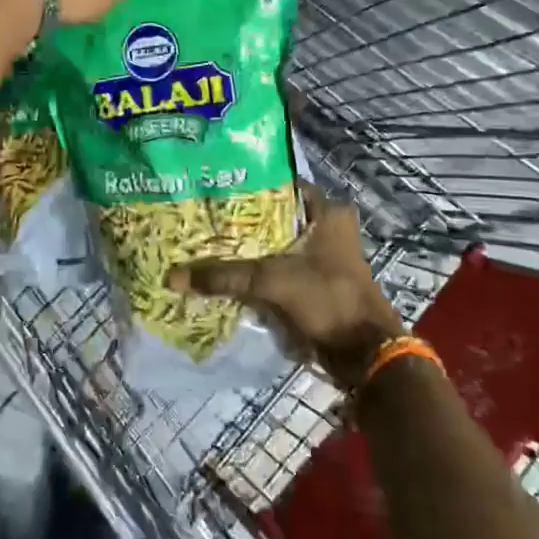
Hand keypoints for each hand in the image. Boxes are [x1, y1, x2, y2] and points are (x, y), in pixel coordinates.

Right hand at [169, 186, 404, 386]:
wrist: (365, 354)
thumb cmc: (327, 300)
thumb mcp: (271, 282)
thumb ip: (224, 276)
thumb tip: (173, 277)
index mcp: (328, 211)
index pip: (280, 183)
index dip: (248, 184)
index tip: (214, 187)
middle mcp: (330, 226)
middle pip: (277, 215)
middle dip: (244, 219)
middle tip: (205, 217)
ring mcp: (327, 254)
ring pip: (279, 242)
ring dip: (252, 246)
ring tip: (210, 241)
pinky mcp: (320, 280)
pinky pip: (283, 265)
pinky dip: (261, 268)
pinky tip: (230, 270)